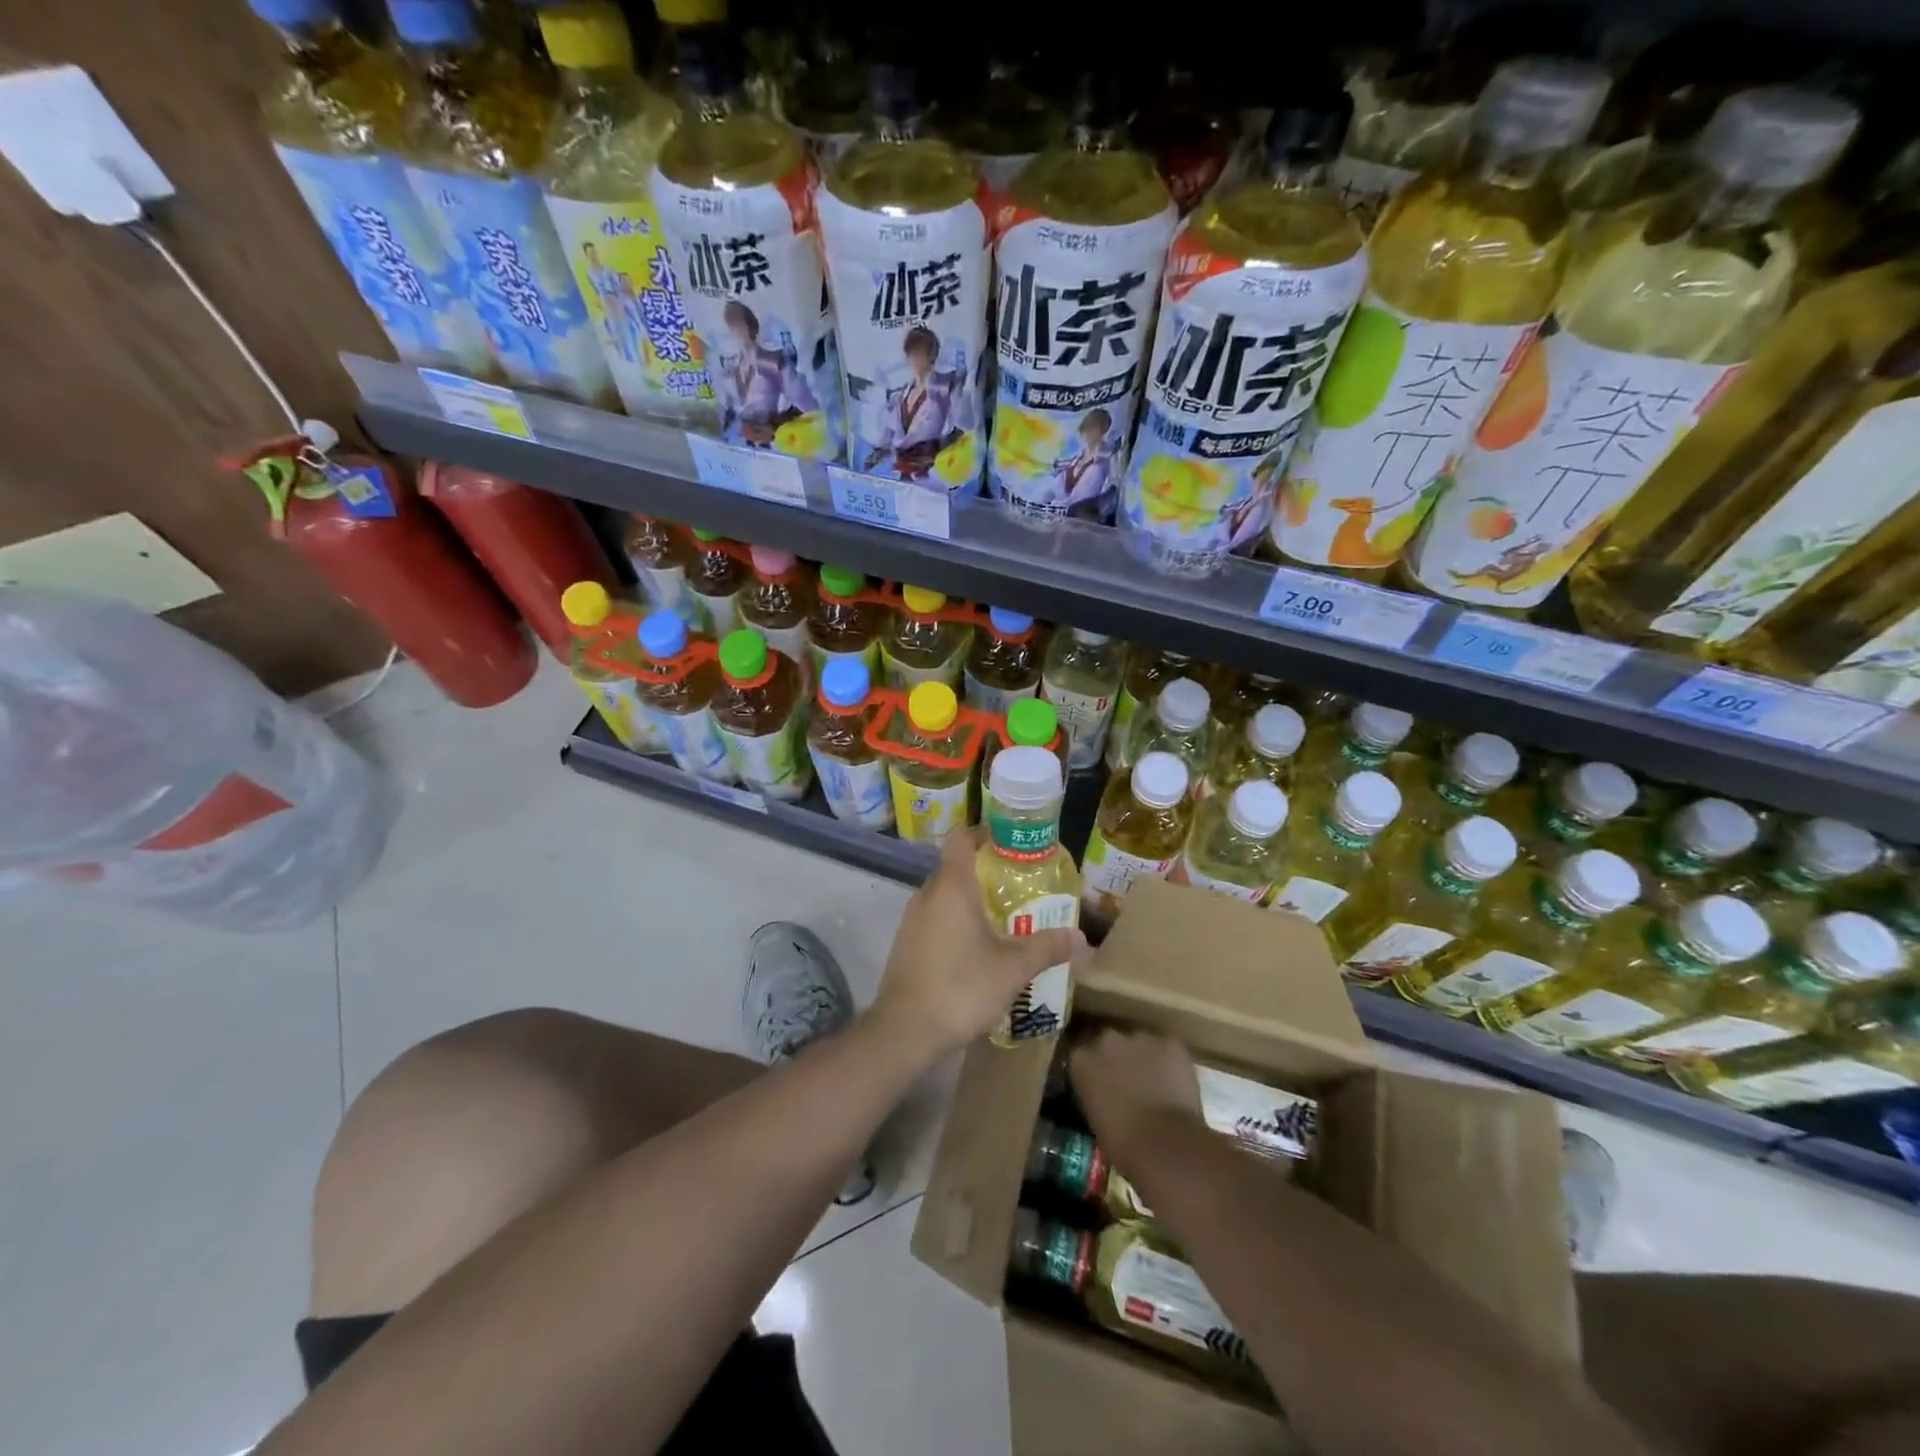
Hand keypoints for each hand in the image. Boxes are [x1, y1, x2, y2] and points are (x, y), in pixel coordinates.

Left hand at [869, 827, 1085, 1060]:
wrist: (904, 1031)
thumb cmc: (961, 987)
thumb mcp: (1013, 969)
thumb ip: (1046, 947)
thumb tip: (1080, 936)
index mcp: (952, 887)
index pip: (962, 839)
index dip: (984, 834)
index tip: (1010, 843)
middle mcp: (927, 894)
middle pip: (956, 868)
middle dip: (986, 873)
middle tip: (1019, 888)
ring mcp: (912, 920)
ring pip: (945, 897)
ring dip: (971, 902)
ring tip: (1004, 920)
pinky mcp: (906, 944)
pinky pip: (935, 919)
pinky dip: (955, 923)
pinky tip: (976, 950)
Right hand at [1070, 1028, 1202, 1157]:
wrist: (1164, 1143)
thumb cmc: (1122, 1142)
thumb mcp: (1093, 1114)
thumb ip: (1093, 1091)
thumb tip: (1101, 1090)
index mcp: (1081, 1058)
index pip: (1080, 1050)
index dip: (1091, 1064)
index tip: (1098, 1077)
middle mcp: (1106, 1038)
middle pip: (1108, 1040)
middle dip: (1115, 1055)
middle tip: (1126, 1078)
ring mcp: (1139, 1037)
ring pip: (1139, 1042)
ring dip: (1142, 1056)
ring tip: (1153, 1081)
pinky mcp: (1169, 1042)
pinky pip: (1167, 1048)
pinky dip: (1169, 1061)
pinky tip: (1174, 1081)